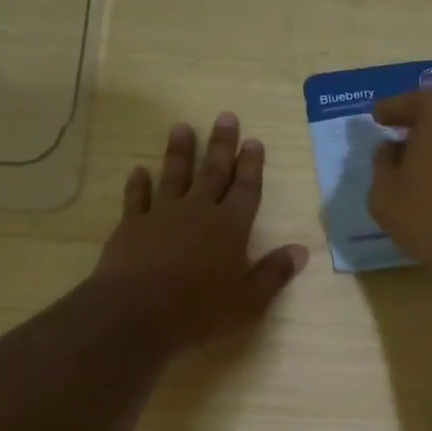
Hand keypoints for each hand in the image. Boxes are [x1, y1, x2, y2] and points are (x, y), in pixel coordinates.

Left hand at [93, 114, 308, 351]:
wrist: (136, 314)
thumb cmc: (199, 311)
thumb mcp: (248, 301)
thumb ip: (273, 274)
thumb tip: (300, 251)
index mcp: (231, 228)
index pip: (246, 189)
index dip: (251, 165)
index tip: (254, 140)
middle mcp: (198, 212)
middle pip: (213, 172)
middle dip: (222, 145)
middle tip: (226, 116)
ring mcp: (162, 215)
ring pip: (174, 176)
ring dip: (180, 152)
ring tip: (182, 127)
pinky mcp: (131, 226)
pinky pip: (136, 198)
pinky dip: (138, 183)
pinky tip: (138, 171)